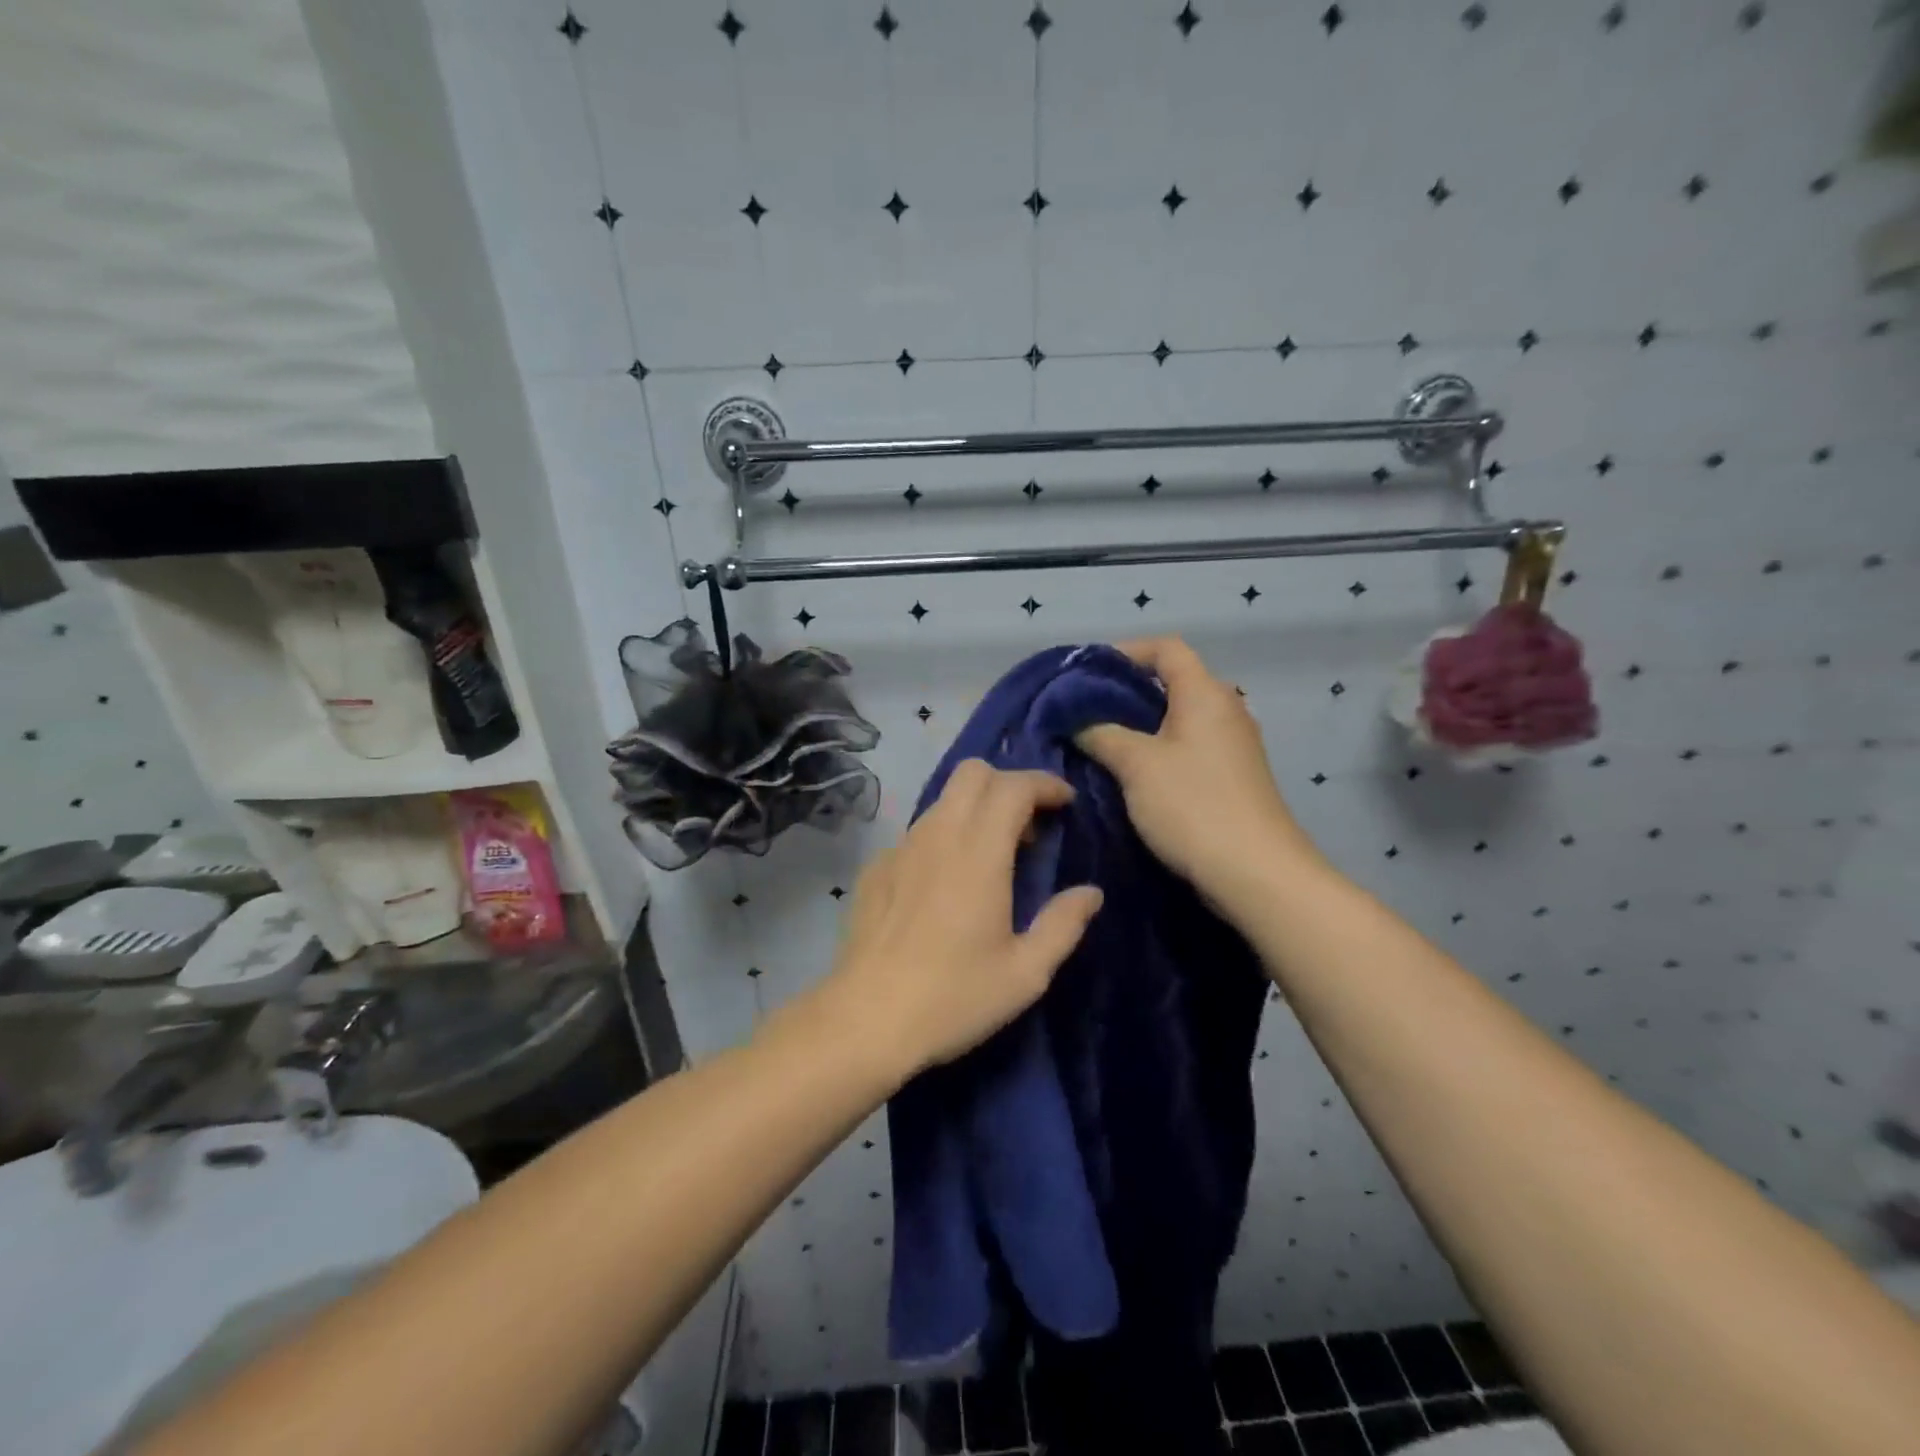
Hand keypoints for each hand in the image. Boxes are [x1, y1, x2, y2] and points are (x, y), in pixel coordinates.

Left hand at [822, 760, 1103, 1078]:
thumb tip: (1090, 893)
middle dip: (1008, 784)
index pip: (1013, 786)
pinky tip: (946, 882)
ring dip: (975, 808)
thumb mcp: (1025, 973)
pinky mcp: (876, 868)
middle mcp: (938, 835)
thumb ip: (1063, 924)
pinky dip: (944, 836)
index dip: (1045, 784)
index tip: (1065, 803)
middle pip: (972, 773)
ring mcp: (900, 848)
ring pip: (943, 799)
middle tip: (1029, 827)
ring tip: (992, 855)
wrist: (865, 1020)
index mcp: (979, 853)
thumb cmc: (953, 997)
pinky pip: (918, 831)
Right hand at [1076, 637, 1321, 903]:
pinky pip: (1187, 748)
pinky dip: (1157, 751)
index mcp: (1205, 694)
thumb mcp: (1136, 765)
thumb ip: (1101, 735)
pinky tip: (1130, 774)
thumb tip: (1078, 722)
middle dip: (1126, 692)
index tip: (1088, 673)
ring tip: (1099, 742)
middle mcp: (1225, 710)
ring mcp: (1232, 745)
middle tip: (1085, 711)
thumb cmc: (1193, 805)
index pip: (1167, 648)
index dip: (1127, 651)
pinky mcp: (1231, 777)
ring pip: (1178, 719)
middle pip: (1172, 682)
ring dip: (1139, 726)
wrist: (1255, 873)